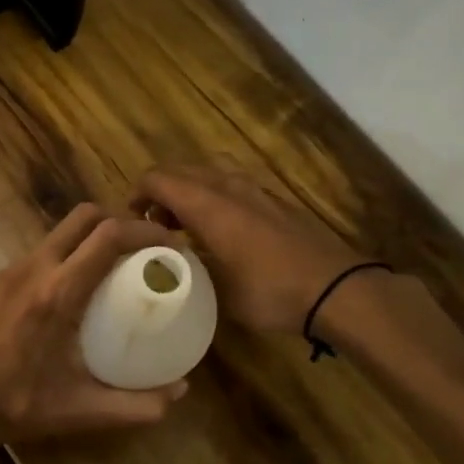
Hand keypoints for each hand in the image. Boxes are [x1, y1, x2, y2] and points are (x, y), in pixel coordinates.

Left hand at [0, 203, 190, 450]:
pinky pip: (45, 250)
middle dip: (121, 221)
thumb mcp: (85, 410)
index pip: (108, 236)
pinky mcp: (1, 281)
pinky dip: (71, 251)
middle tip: (146, 248)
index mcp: (58, 292)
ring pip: (61, 230)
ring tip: (120, 263)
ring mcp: (13, 271)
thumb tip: (181, 391)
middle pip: (85, 216)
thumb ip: (139, 405)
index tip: (172, 244)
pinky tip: (82, 285)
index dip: (146, 231)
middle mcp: (35, 269)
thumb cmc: (20, 405)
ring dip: (94, 234)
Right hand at [130, 165, 365, 335]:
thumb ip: (186, 267)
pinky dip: (212, 198)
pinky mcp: (274, 202)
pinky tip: (218, 231)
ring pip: (207, 175)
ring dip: (187, 193)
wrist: (335, 289)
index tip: (128, 221)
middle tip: (152, 226)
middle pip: (181, 171)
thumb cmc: (269, 291)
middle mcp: (228, 187)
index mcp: (207, 204)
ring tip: (182, 227)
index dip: (136, 194)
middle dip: (159, 192)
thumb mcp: (216, 289)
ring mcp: (255, 191)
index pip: (158, 178)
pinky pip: (230, 186)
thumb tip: (168, 262)